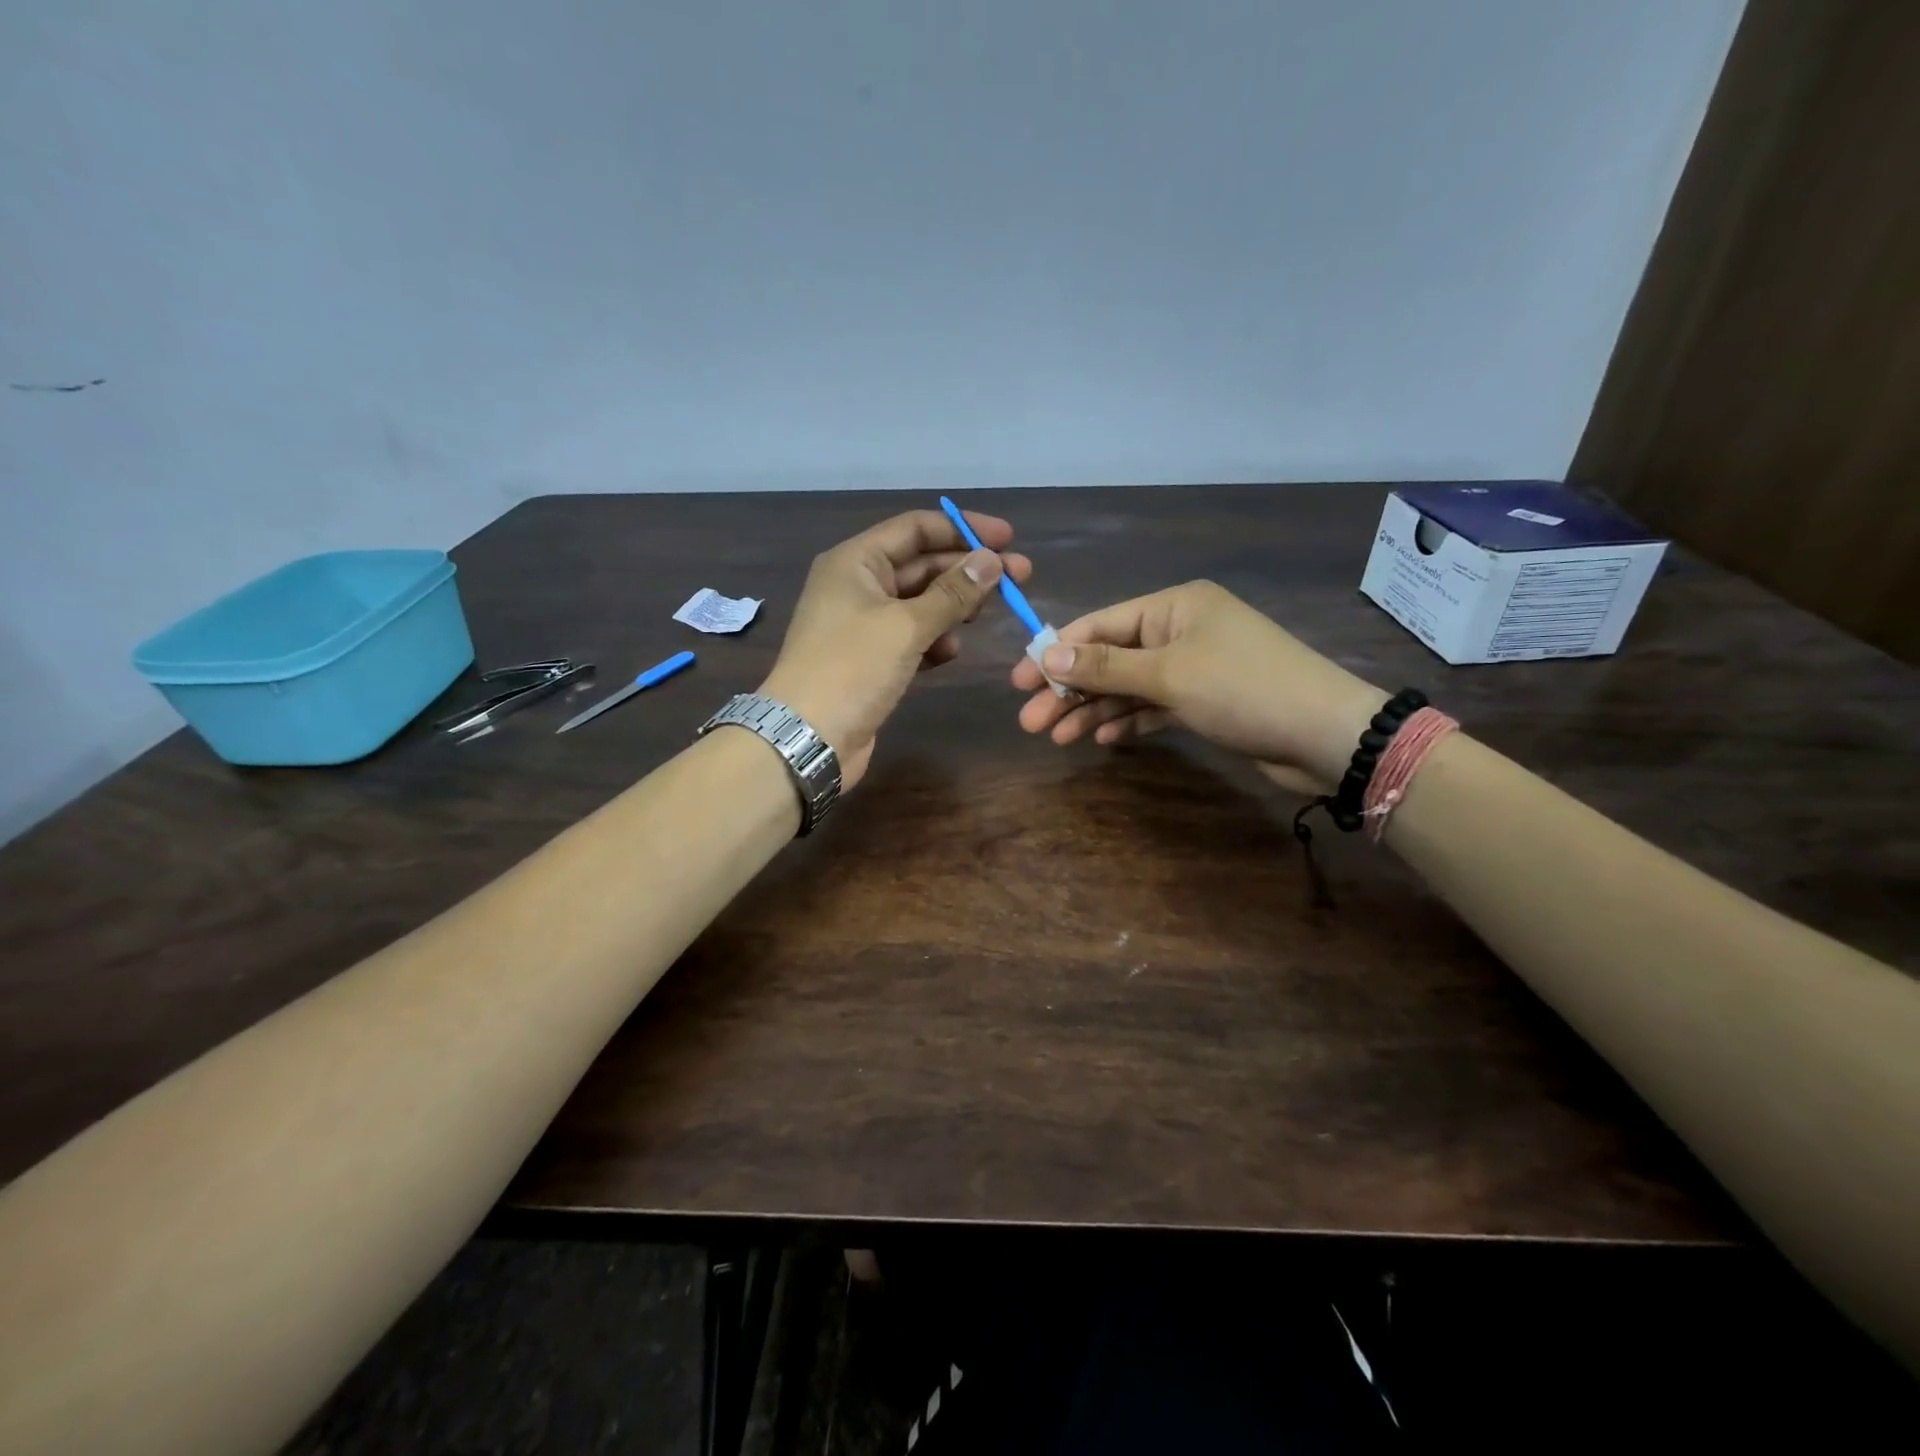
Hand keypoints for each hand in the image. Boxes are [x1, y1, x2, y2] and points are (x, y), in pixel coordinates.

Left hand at [762, 509, 1031, 788]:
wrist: (808, 737)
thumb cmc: (852, 668)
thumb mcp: (906, 626)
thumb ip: (952, 592)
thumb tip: (991, 561)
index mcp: (856, 561)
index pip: (916, 529)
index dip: (964, 529)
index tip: (1009, 539)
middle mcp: (858, 585)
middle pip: (922, 564)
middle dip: (968, 570)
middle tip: (1020, 578)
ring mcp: (863, 624)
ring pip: (920, 603)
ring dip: (953, 607)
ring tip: (984, 617)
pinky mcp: (871, 659)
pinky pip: (911, 636)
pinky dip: (933, 640)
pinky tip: (950, 652)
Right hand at [1009, 580, 1384, 793]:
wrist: (1324, 735)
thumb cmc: (1242, 689)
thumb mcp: (1168, 674)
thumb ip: (1106, 666)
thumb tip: (1046, 653)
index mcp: (1174, 606)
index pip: (1101, 625)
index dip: (1056, 652)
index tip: (1020, 682)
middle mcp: (1181, 630)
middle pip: (1111, 658)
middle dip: (1071, 689)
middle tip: (1032, 722)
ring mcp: (1195, 667)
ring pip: (1129, 687)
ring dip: (1094, 710)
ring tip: (1058, 737)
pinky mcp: (1205, 701)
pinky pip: (1154, 707)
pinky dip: (1129, 721)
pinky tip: (1103, 740)